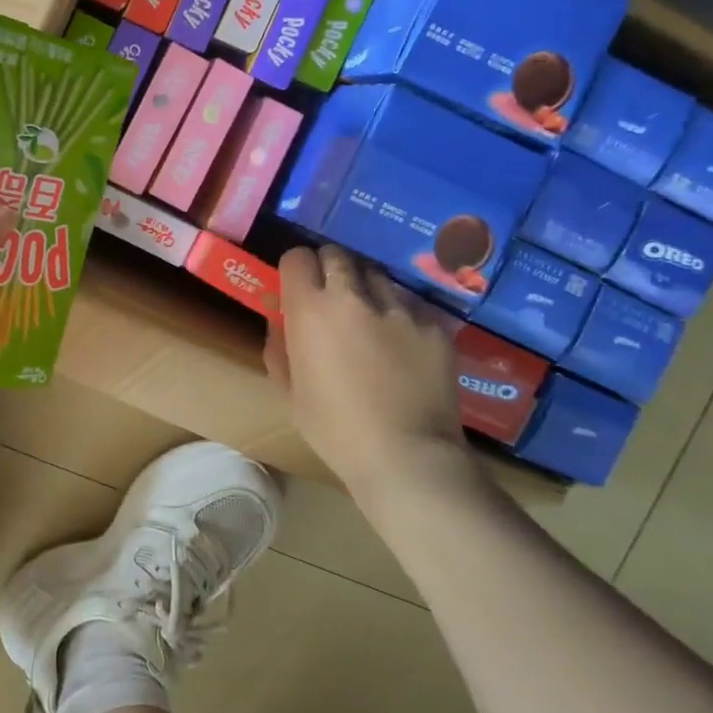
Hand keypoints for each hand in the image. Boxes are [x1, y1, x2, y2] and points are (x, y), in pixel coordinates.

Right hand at [266, 244, 467, 490]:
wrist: (407, 456)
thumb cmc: (335, 430)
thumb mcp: (290, 393)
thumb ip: (279, 349)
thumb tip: (281, 322)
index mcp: (310, 311)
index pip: (297, 258)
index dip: (296, 269)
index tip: (297, 285)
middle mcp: (353, 297)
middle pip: (337, 255)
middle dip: (330, 268)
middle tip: (331, 295)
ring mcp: (398, 308)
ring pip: (376, 276)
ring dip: (366, 289)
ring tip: (370, 317)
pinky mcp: (433, 325)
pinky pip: (410, 306)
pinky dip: (400, 316)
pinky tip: (403, 345)